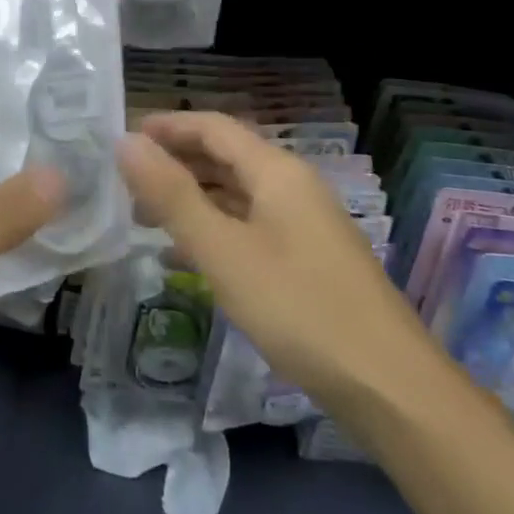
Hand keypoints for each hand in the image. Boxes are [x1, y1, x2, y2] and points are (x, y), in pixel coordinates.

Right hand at [115, 112, 428, 405]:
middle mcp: (293, 187)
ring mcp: (305, 225)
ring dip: (192, 199)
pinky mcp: (309, 260)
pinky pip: (251, 228)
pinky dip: (215, 230)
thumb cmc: (299, 308)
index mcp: (277, 172)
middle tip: (127, 185)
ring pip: (237, 195)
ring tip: (146, 220)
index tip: (123, 138)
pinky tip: (187, 257)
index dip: (168, 127)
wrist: (390, 387)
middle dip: (175, 164)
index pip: (214, 127)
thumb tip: (126, 143)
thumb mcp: (224, 251)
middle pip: (226, 157)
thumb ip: (172, 195)